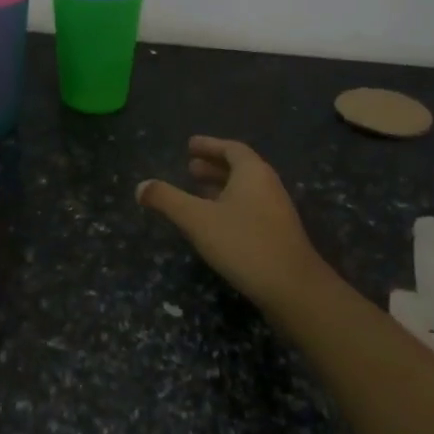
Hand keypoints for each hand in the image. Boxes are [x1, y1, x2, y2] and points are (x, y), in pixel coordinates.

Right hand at [137, 136, 331, 309]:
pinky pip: (250, 208)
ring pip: (245, 190)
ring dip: (221, 187)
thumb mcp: (197, 219)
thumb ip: (167, 200)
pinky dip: (229, 206)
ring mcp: (276, 211)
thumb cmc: (243, 243)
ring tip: (197, 193)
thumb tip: (140, 186)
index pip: (231, 148)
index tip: (190, 146)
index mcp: (252, 173)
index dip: (209, 145)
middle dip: (213, 166)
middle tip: (189, 168)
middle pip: (240, 168)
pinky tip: (215, 224)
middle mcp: (268, 186)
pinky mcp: (278, 235)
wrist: (293, 289)